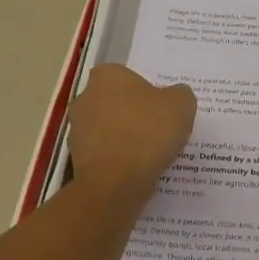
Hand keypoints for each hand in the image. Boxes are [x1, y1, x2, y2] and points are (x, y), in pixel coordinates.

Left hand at [67, 64, 195, 193]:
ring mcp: (77, 129)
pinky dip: (118, 159)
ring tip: (150, 153)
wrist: (116, 183)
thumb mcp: (182, 104)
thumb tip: (174, 98)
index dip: (146, 90)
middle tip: (158, 128)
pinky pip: (104, 153)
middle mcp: (85, 97)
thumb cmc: (148, 132)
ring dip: (124, 137)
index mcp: (107, 76)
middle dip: (132, 113)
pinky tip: (136, 169)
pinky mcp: (76, 159)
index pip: (127, 76)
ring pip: (108, 128)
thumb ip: (179, 94)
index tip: (161, 107)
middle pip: (115, 101)